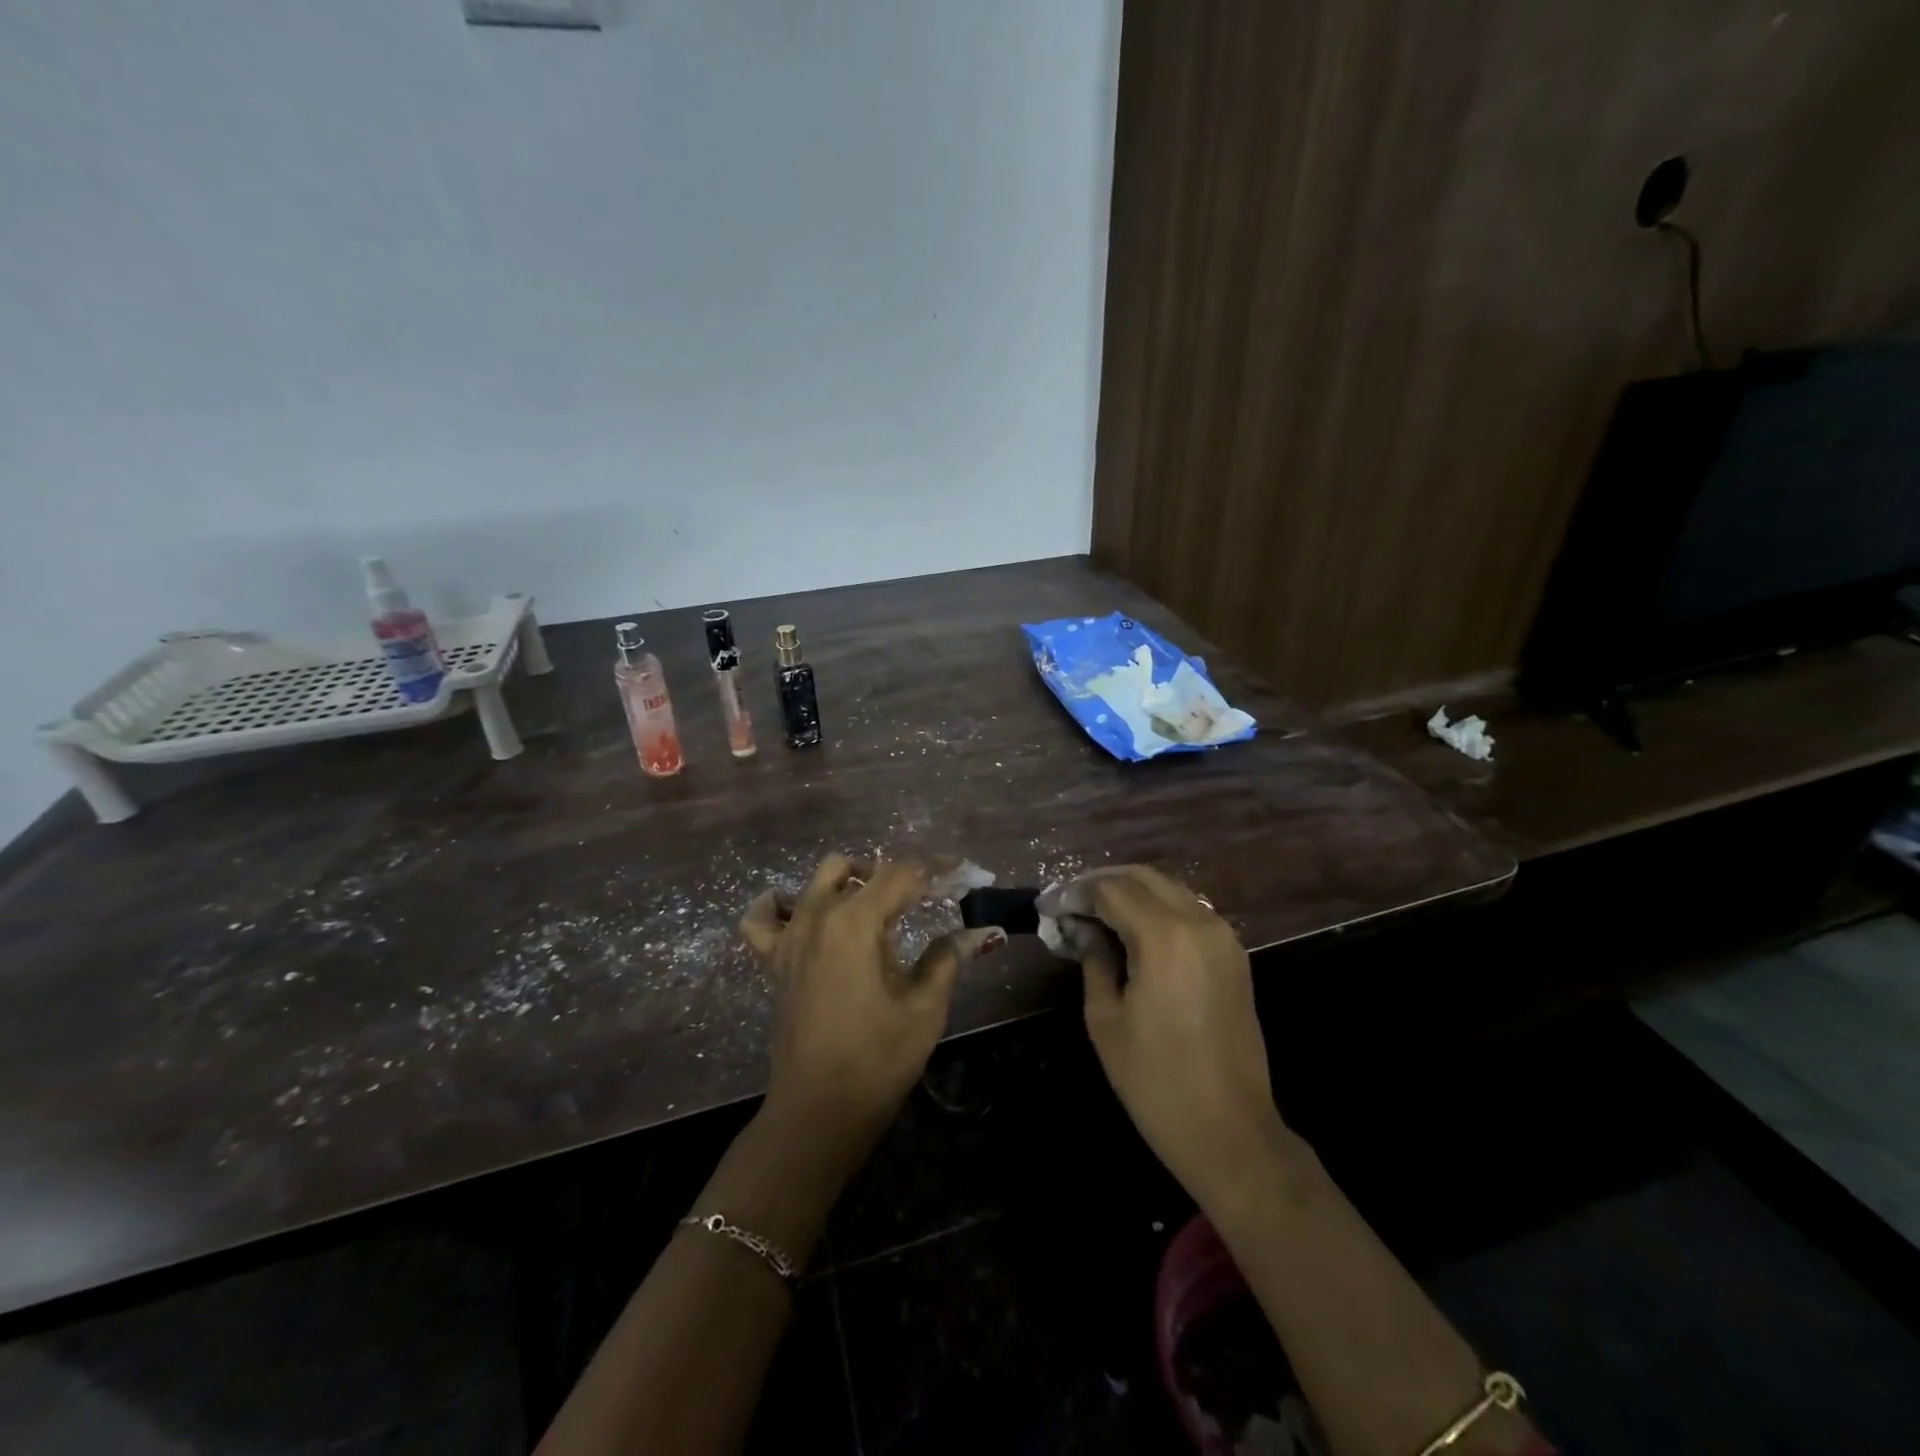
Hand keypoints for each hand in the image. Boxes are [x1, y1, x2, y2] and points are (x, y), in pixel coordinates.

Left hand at [741, 854, 1003, 1160]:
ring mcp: (789, 938)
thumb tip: (980, 932)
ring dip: (850, 882)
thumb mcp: (924, 1009)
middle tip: (928, 897)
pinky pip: (763, 918)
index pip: (901, 874)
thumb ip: (948, 958)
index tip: (964, 873)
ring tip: (877, 907)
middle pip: (858, 870)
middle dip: (896, 874)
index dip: (936, 869)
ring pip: (816, 881)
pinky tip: (802, 913)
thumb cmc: (877, 1061)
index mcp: (854, 922)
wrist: (817, 1114)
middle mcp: (816, 917)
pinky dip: (780, 906)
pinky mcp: (773, 962)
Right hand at [1049, 865, 1286, 1207]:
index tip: (1049, 907)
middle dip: (1102, 883)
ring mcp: (1223, 936)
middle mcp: (1198, 922)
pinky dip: (1158, 907)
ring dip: (1131, 891)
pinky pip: (1190, 910)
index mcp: (1163, 937)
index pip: (1110, 890)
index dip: (1074, 893)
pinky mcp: (1235, 954)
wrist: (1230, 1131)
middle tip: (1070, 904)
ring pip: (1169, 888)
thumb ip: (1093, 960)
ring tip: (1096, 914)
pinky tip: (1134, 929)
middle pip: (1142, 877)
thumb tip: (1081, 930)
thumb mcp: (1106, 1019)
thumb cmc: (1156, 1081)